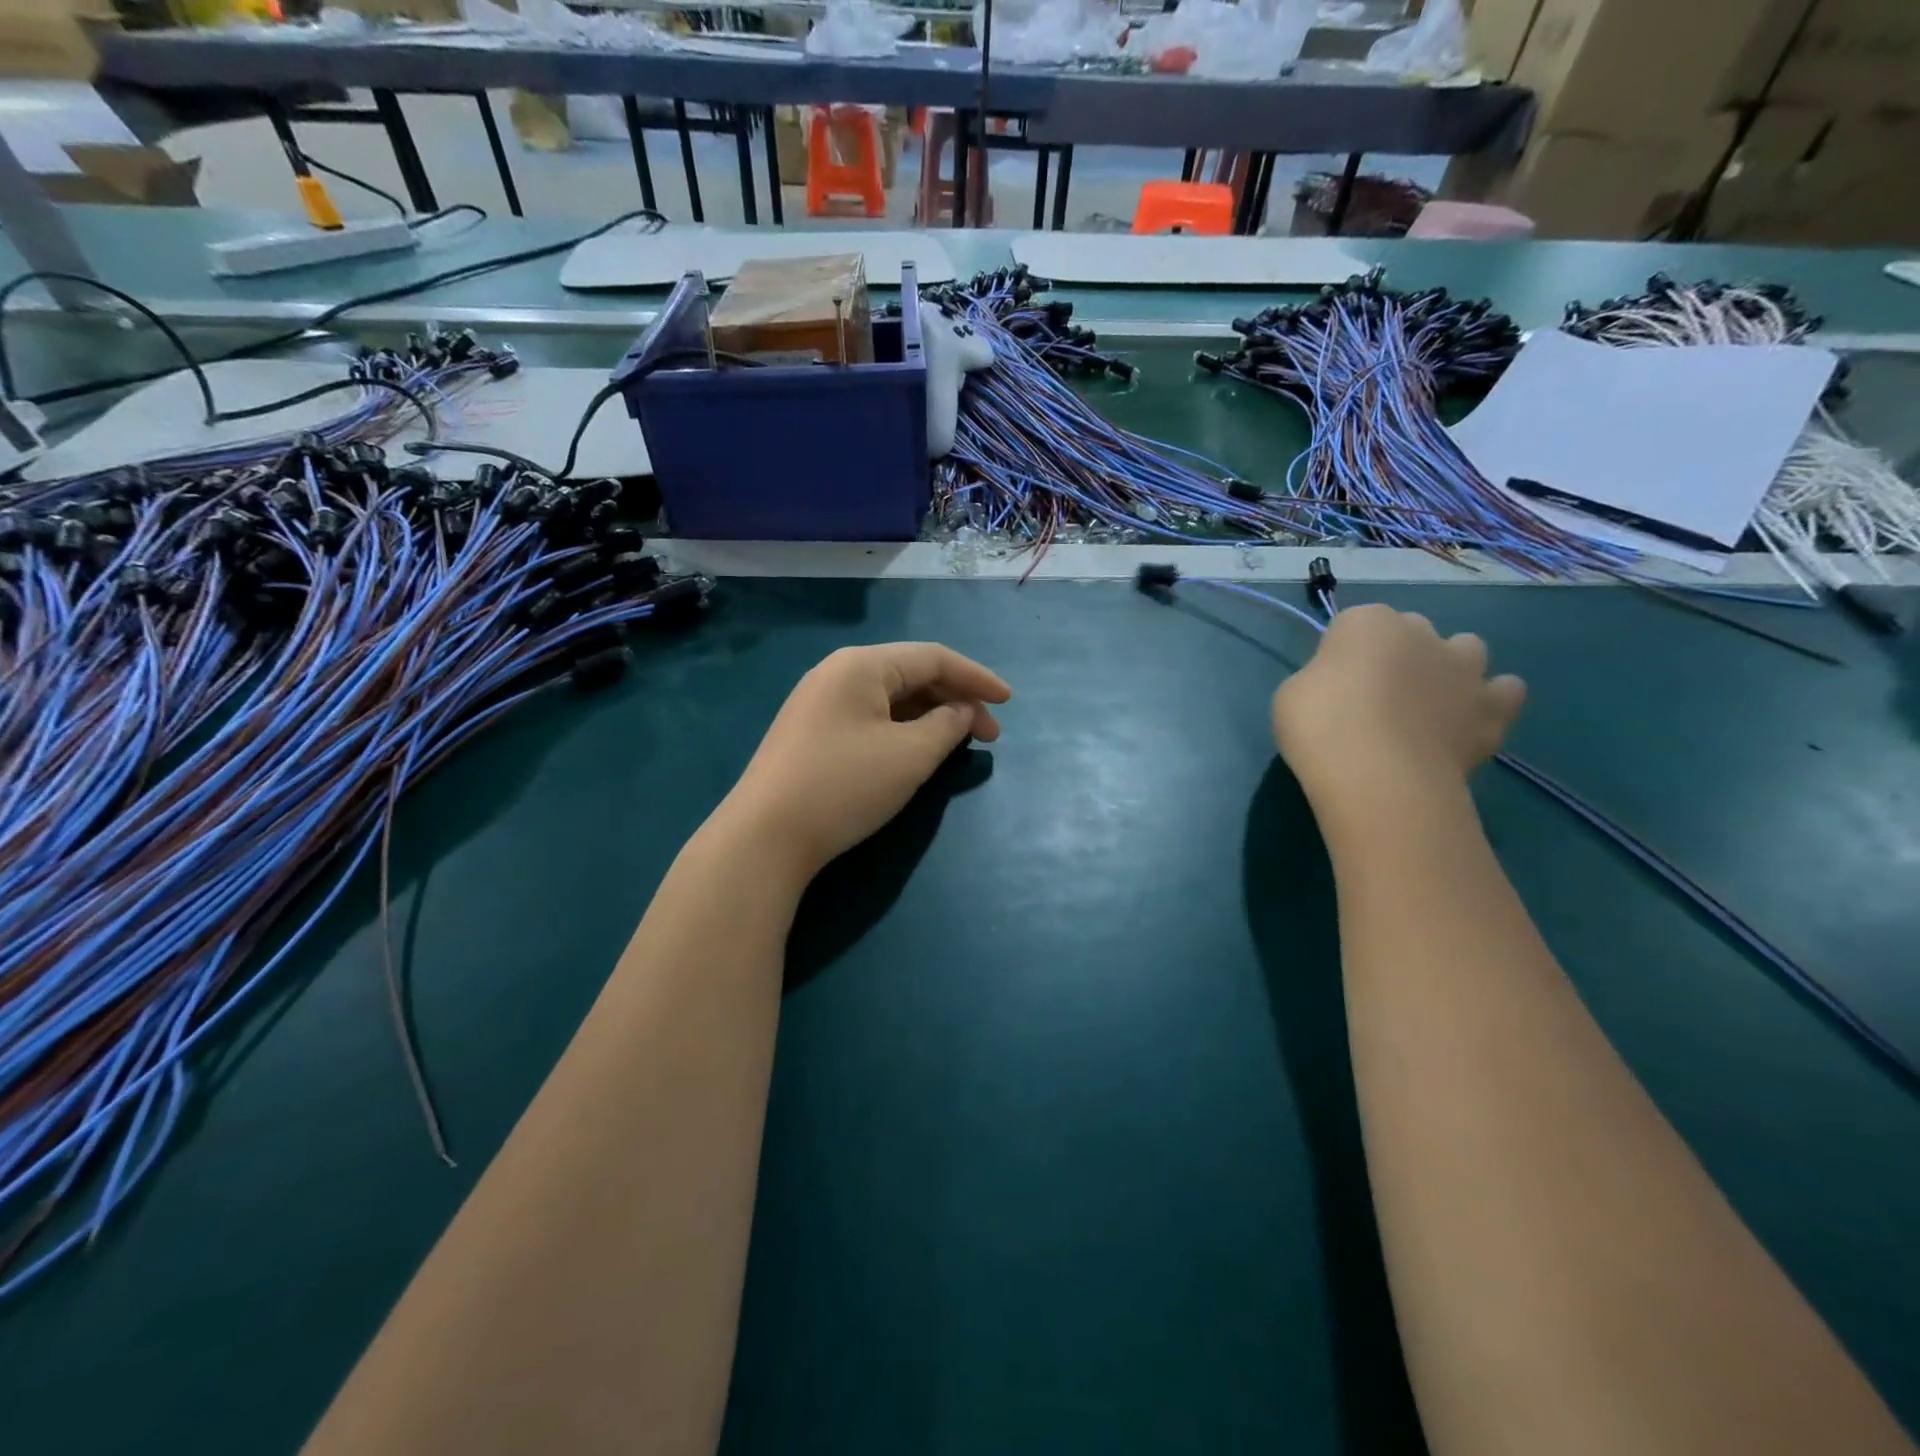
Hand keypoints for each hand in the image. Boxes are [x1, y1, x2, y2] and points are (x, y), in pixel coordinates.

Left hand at [723, 643, 1010, 883]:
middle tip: (988, 736)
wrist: (764, 836)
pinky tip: (916, 751)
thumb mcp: (910, 756)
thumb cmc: (844, 786)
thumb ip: (948, 725)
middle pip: (910, 675)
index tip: (1009, 702)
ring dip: (930, 717)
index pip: (932, 658)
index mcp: (861, 665)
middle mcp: (837, 673)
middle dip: (955, 701)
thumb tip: (962, 711)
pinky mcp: (810, 733)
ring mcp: (819, 703)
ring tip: (958, 745)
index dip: (976, 678)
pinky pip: (869, 719)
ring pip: (890, 699)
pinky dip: (902, 730)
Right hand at [1272, 604, 1524, 807]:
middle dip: (1397, 655)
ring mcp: (1465, 668)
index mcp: (1367, 622)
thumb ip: (1322, 679)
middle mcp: (1422, 632)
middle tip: (1373, 697)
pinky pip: (1505, 691)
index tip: (1330, 684)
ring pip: (1466, 649)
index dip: (1342, 654)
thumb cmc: (1319, 725)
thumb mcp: (1293, 694)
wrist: (1377, 774)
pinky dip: (1491, 700)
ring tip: (1426, 705)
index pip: (1353, 624)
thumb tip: (1343, 689)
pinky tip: (1468, 721)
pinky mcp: (1494, 708)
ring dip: (1450, 667)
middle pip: (1411, 631)